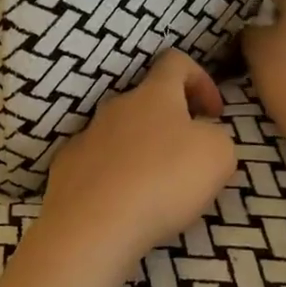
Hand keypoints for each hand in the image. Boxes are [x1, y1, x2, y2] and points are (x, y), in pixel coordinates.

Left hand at [41, 51, 237, 263]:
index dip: (200, 79)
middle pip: (147, 101)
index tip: (214, 114)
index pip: (175, 61)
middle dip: (171, 124)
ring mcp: (86, 136)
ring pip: (121, 134)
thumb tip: (203, 138)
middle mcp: (116, 107)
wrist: (93, 224)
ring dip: (142, 152)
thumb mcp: (218, 155)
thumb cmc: (163, 180)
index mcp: (154, 94)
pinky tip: (124, 205)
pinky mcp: (67, 167)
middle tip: (189, 159)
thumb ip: (217, 137)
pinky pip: (97, 163)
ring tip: (158, 189)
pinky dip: (115, 177)